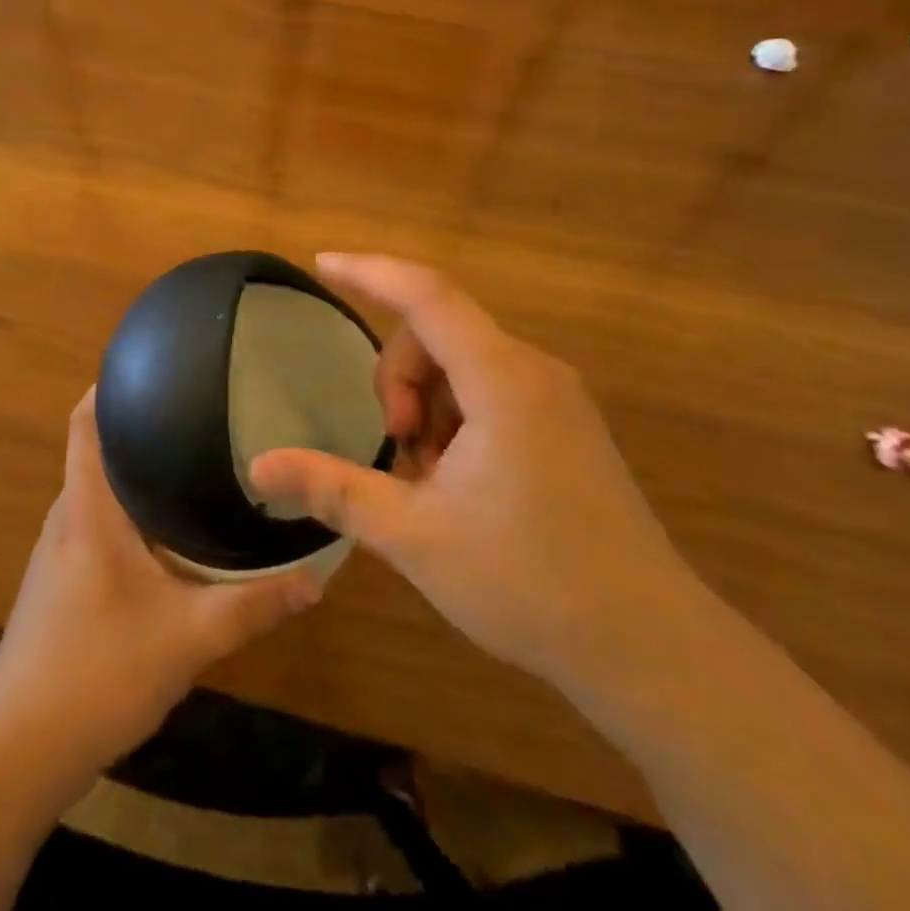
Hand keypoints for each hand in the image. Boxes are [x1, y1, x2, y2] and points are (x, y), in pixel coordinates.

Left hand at [0, 388, 321, 773]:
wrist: (16, 753)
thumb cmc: (96, 673)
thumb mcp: (188, 639)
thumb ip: (253, 607)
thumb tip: (316, 580)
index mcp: (89, 509)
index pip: (85, 422)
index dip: (109, 385)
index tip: (154, 365)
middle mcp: (67, 517)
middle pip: (96, 450)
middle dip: (138, 426)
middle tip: (197, 413)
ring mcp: (57, 552)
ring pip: (97, 490)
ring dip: (133, 472)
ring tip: (189, 460)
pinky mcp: (58, 583)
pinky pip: (95, 523)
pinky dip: (127, 511)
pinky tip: (165, 532)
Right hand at [248, 254, 693, 687]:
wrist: (650, 647)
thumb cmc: (528, 584)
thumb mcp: (413, 535)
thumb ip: (333, 488)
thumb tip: (259, 464)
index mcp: (501, 380)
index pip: (426, 295)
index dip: (369, 272)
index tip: (321, 263)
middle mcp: (533, 371)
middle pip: (438, 333)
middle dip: (399, 380)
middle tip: (398, 450)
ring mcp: (557, 397)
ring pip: (462, 364)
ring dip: (427, 406)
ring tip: (430, 481)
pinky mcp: (566, 425)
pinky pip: (491, 390)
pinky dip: (457, 418)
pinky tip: (459, 482)